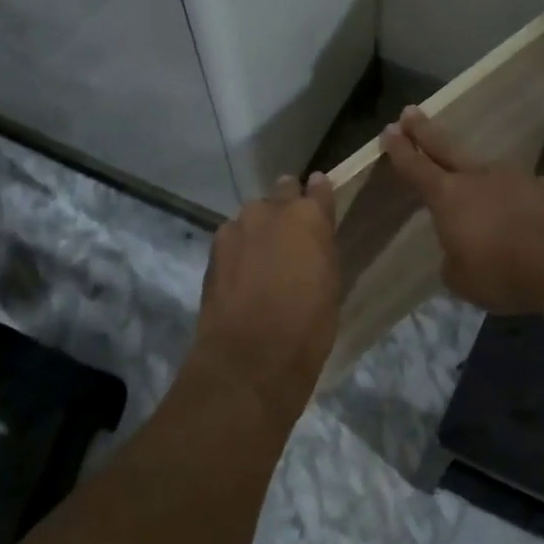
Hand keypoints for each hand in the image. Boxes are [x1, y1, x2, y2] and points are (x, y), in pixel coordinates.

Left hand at [192, 174, 340, 420]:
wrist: (250, 357)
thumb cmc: (308, 324)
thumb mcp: (330, 282)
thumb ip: (321, 248)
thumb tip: (313, 236)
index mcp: (309, 216)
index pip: (318, 186)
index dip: (319, 192)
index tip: (320, 195)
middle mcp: (271, 210)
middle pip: (281, 192)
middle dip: (286, 206)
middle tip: (291, 234)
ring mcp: (237, 226)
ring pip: (253, 216)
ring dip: (260, 229)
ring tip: (263, 259)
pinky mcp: (213, 248)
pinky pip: (233, 238)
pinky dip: (240, 248)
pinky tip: (243, 273)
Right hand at [380, 107, 543, 313]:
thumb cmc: (500, 272)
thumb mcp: (461, 278)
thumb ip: (454, 258)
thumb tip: (461, 251)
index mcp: (448, 197)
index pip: (416, 168)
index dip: (400, 150)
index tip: (389, 130)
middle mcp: (479, 177)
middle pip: (445, 147)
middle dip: (424, 131)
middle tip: (410, 112)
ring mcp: (516, 177)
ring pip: (489, 169)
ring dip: (478, 173)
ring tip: (477, 184)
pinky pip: (525, 190)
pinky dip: (518, 199)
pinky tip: (525, 214)